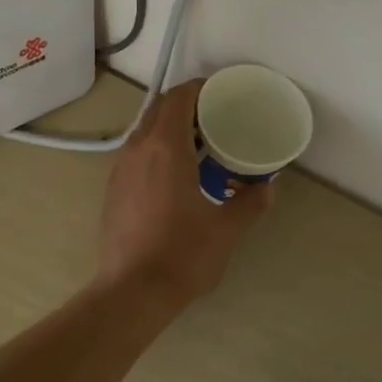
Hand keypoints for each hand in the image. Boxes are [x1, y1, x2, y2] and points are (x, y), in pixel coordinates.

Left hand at [96, 79, 272, 310]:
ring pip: (146, 132)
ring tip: (202, 147)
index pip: (179, 97)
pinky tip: (178, 176)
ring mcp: (120, 169)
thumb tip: (267, 187)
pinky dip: (158, 151)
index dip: (201, 89)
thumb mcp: (227, 229)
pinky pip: (137, 154)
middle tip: (218, 120)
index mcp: (166, 148)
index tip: (223, 95)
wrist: (132, 292)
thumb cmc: (183, 255)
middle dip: (188, 107)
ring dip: (171, 129)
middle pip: (160, 110)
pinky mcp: (113, 189)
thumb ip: (251, 202)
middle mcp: (138, 149)